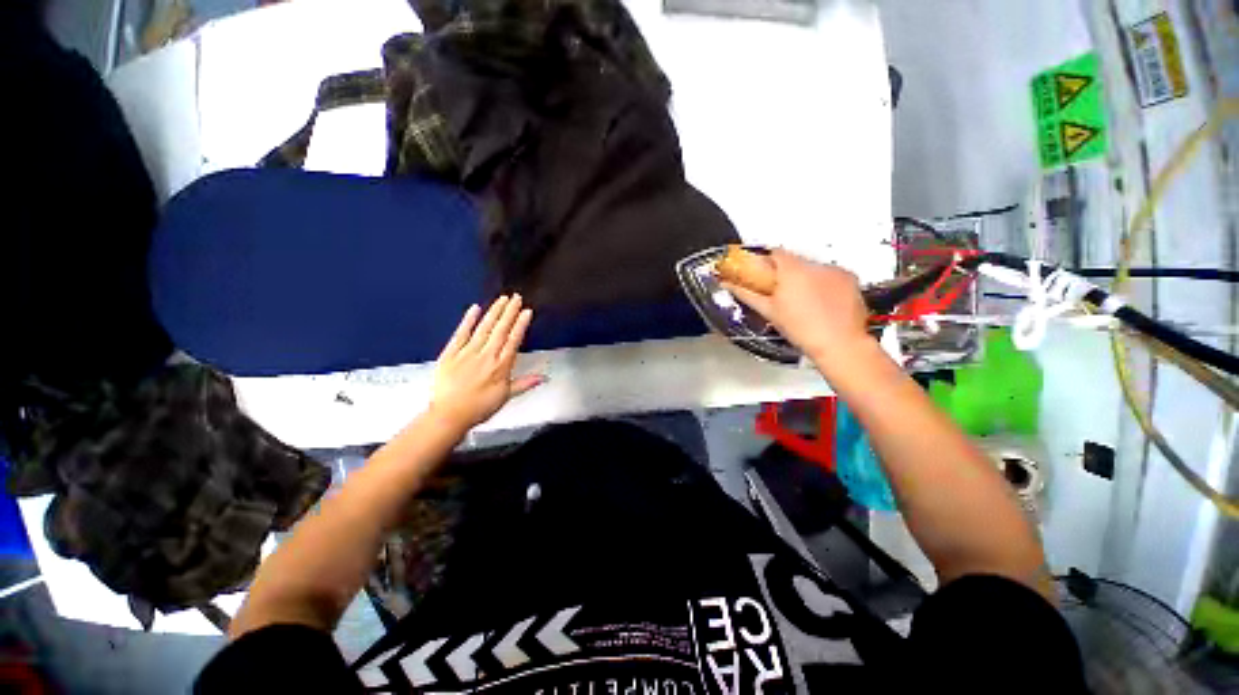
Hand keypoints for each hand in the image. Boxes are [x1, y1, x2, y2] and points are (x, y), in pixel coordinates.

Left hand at [430, 295, 543, 429]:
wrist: (449, 415)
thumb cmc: (479, 407)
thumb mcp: (505, 397)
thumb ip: (524, 383)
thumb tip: (544, 377)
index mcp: (501, 366)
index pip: (513, 340)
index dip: (521, 324)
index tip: (527, 311)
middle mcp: (486, 355)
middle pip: (500, 329)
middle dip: (509, 312)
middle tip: (516, 297)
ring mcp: (467, 352)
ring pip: (484, 328)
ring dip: (494, 312)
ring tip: (502, 299)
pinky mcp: (451, 353)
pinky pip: (461, 333)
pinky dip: (468, 320)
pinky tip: (474, 309)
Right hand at [722, 249, 869, 368]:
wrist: (840, 344)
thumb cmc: (802, 330)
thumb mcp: (770, 312)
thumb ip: (747, 294)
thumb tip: (729, 285)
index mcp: (792, 271)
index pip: (775, 253)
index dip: (766, 261)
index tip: (762, 273)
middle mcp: (815, 265)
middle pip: (795, 260)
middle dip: (786, 272)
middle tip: (781, 293)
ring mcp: (835, 271)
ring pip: (813, 268)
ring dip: (805, 278)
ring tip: (804, 301)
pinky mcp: (850, 279)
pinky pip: (831, 275)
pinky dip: (824, 283)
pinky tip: (821, 302)